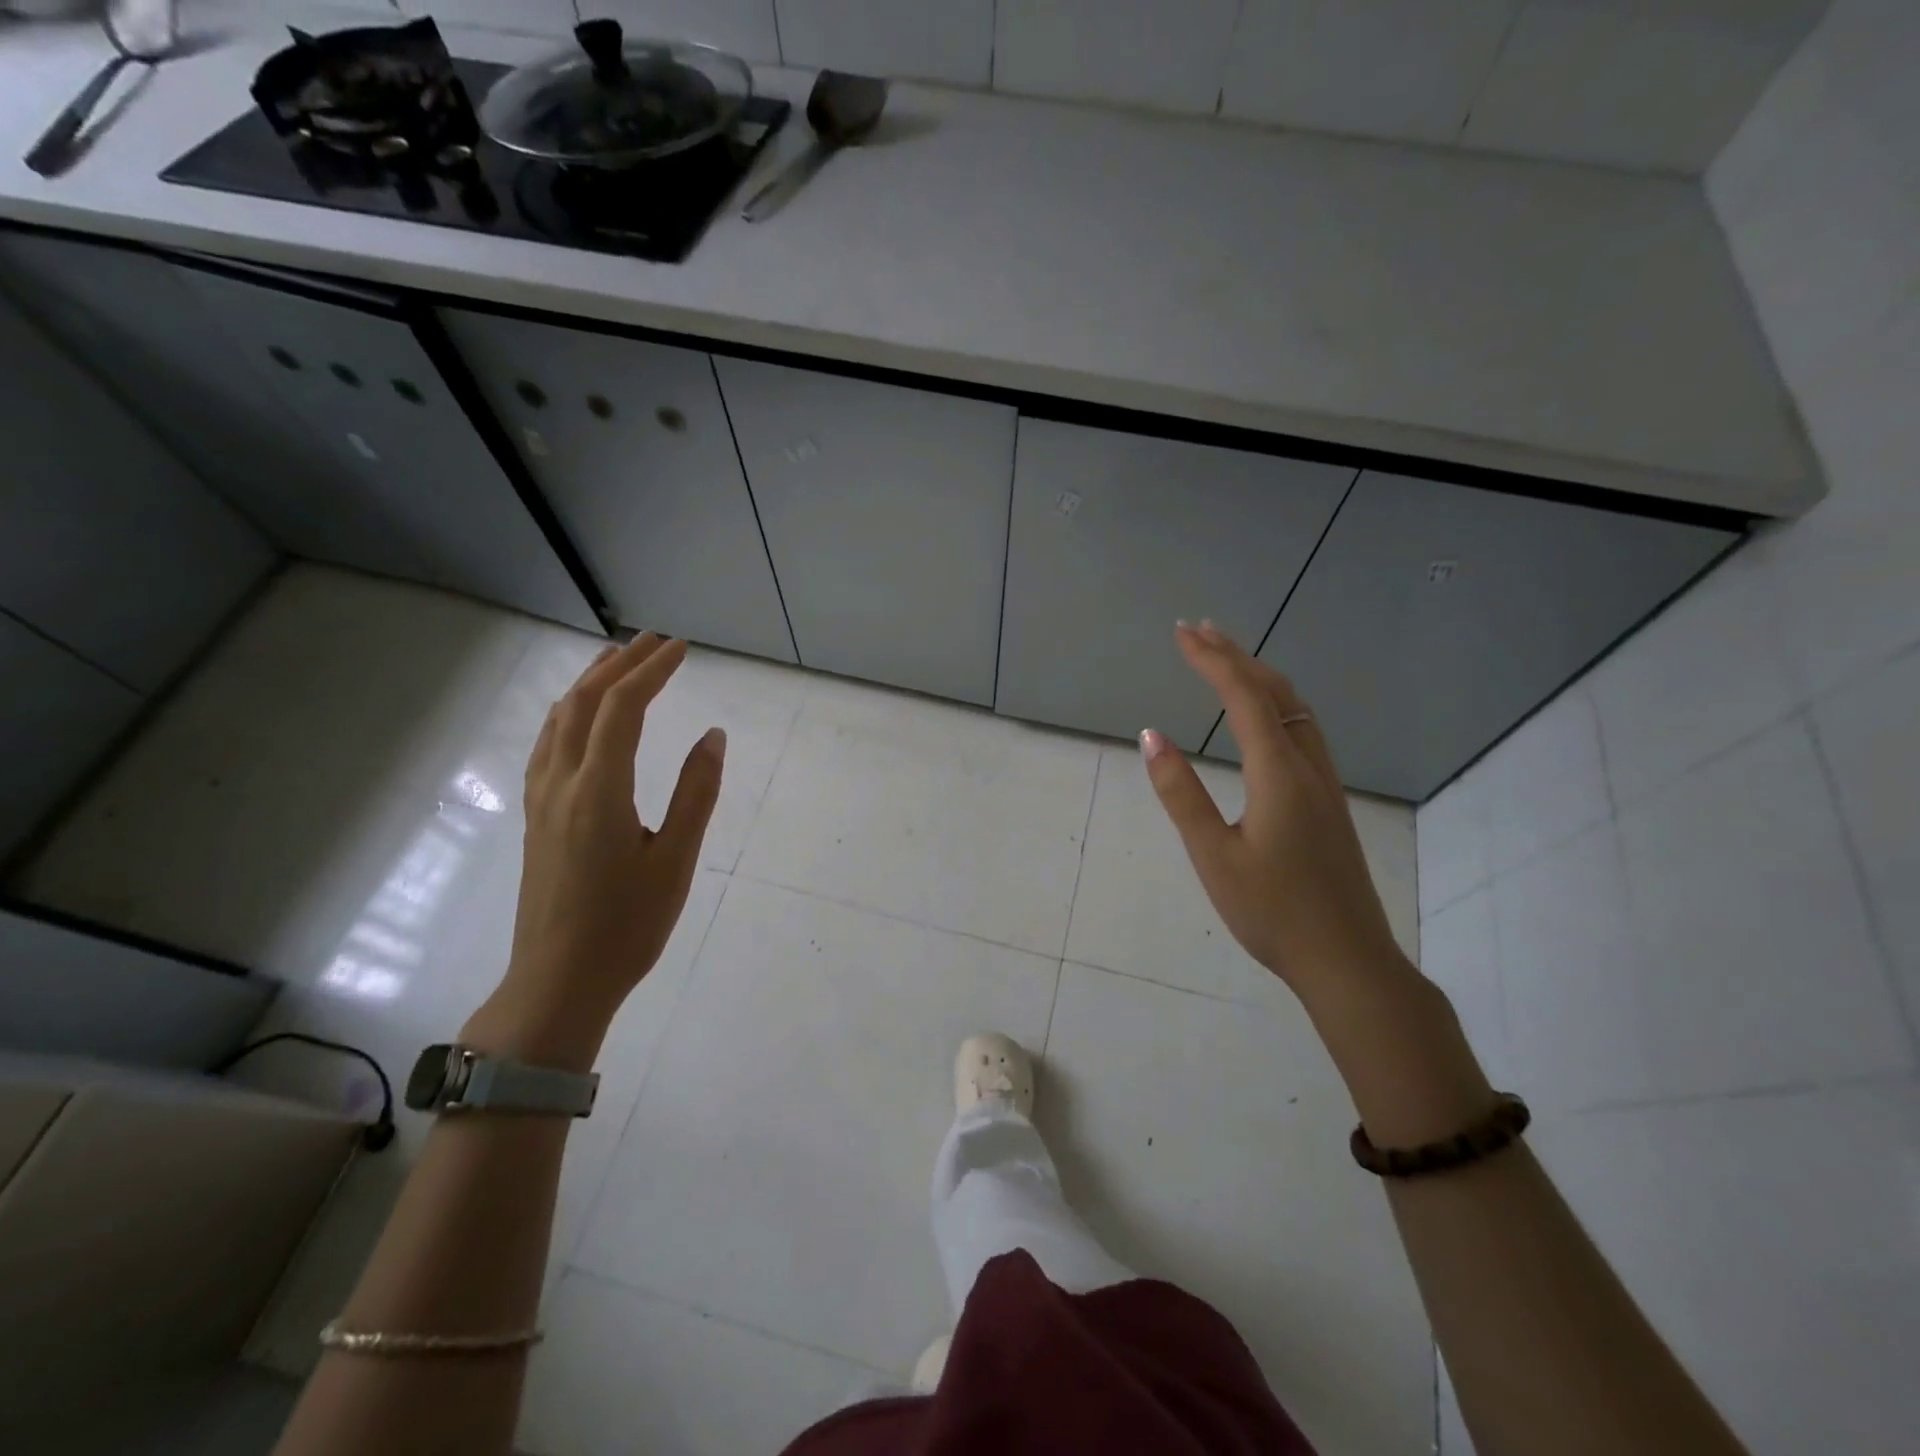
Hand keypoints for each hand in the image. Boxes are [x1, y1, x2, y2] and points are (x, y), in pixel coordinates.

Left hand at [468, 633, 724, 1069]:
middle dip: (619, 664)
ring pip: (558, 721)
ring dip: (588, 684)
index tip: (680, 648)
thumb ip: (695, 792)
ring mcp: (540, 800)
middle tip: (654, 642)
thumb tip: (713, 736)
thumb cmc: (627, 925)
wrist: (558, 981)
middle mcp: (561, 783)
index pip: (622, 708)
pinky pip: (548, 745)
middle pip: (583, 703)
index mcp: (598, 790)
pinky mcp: (535, 817)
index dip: (651, 671)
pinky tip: (581, 719)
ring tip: (616, 662)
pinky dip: (569, 714)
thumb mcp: (675, 860)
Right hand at [1141, 622, 1405, 999]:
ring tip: (1227, 659)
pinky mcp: (1329, 800)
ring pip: (1295, 708)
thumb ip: (1181, 793)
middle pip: (1275, 692)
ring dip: (1259, 675)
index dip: (1212, 660)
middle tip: (1198, 630)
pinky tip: (1264, 715)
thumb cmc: (1272, 912)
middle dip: (1235, 655)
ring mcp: (1325, 782)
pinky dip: (1276, 702)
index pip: (1244, 697)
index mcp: (1279, 774)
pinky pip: (1303, 729)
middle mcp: (1308, 765)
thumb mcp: (1213, 855)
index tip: (1180, 633)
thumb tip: (1152, 736)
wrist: (1346, 960)